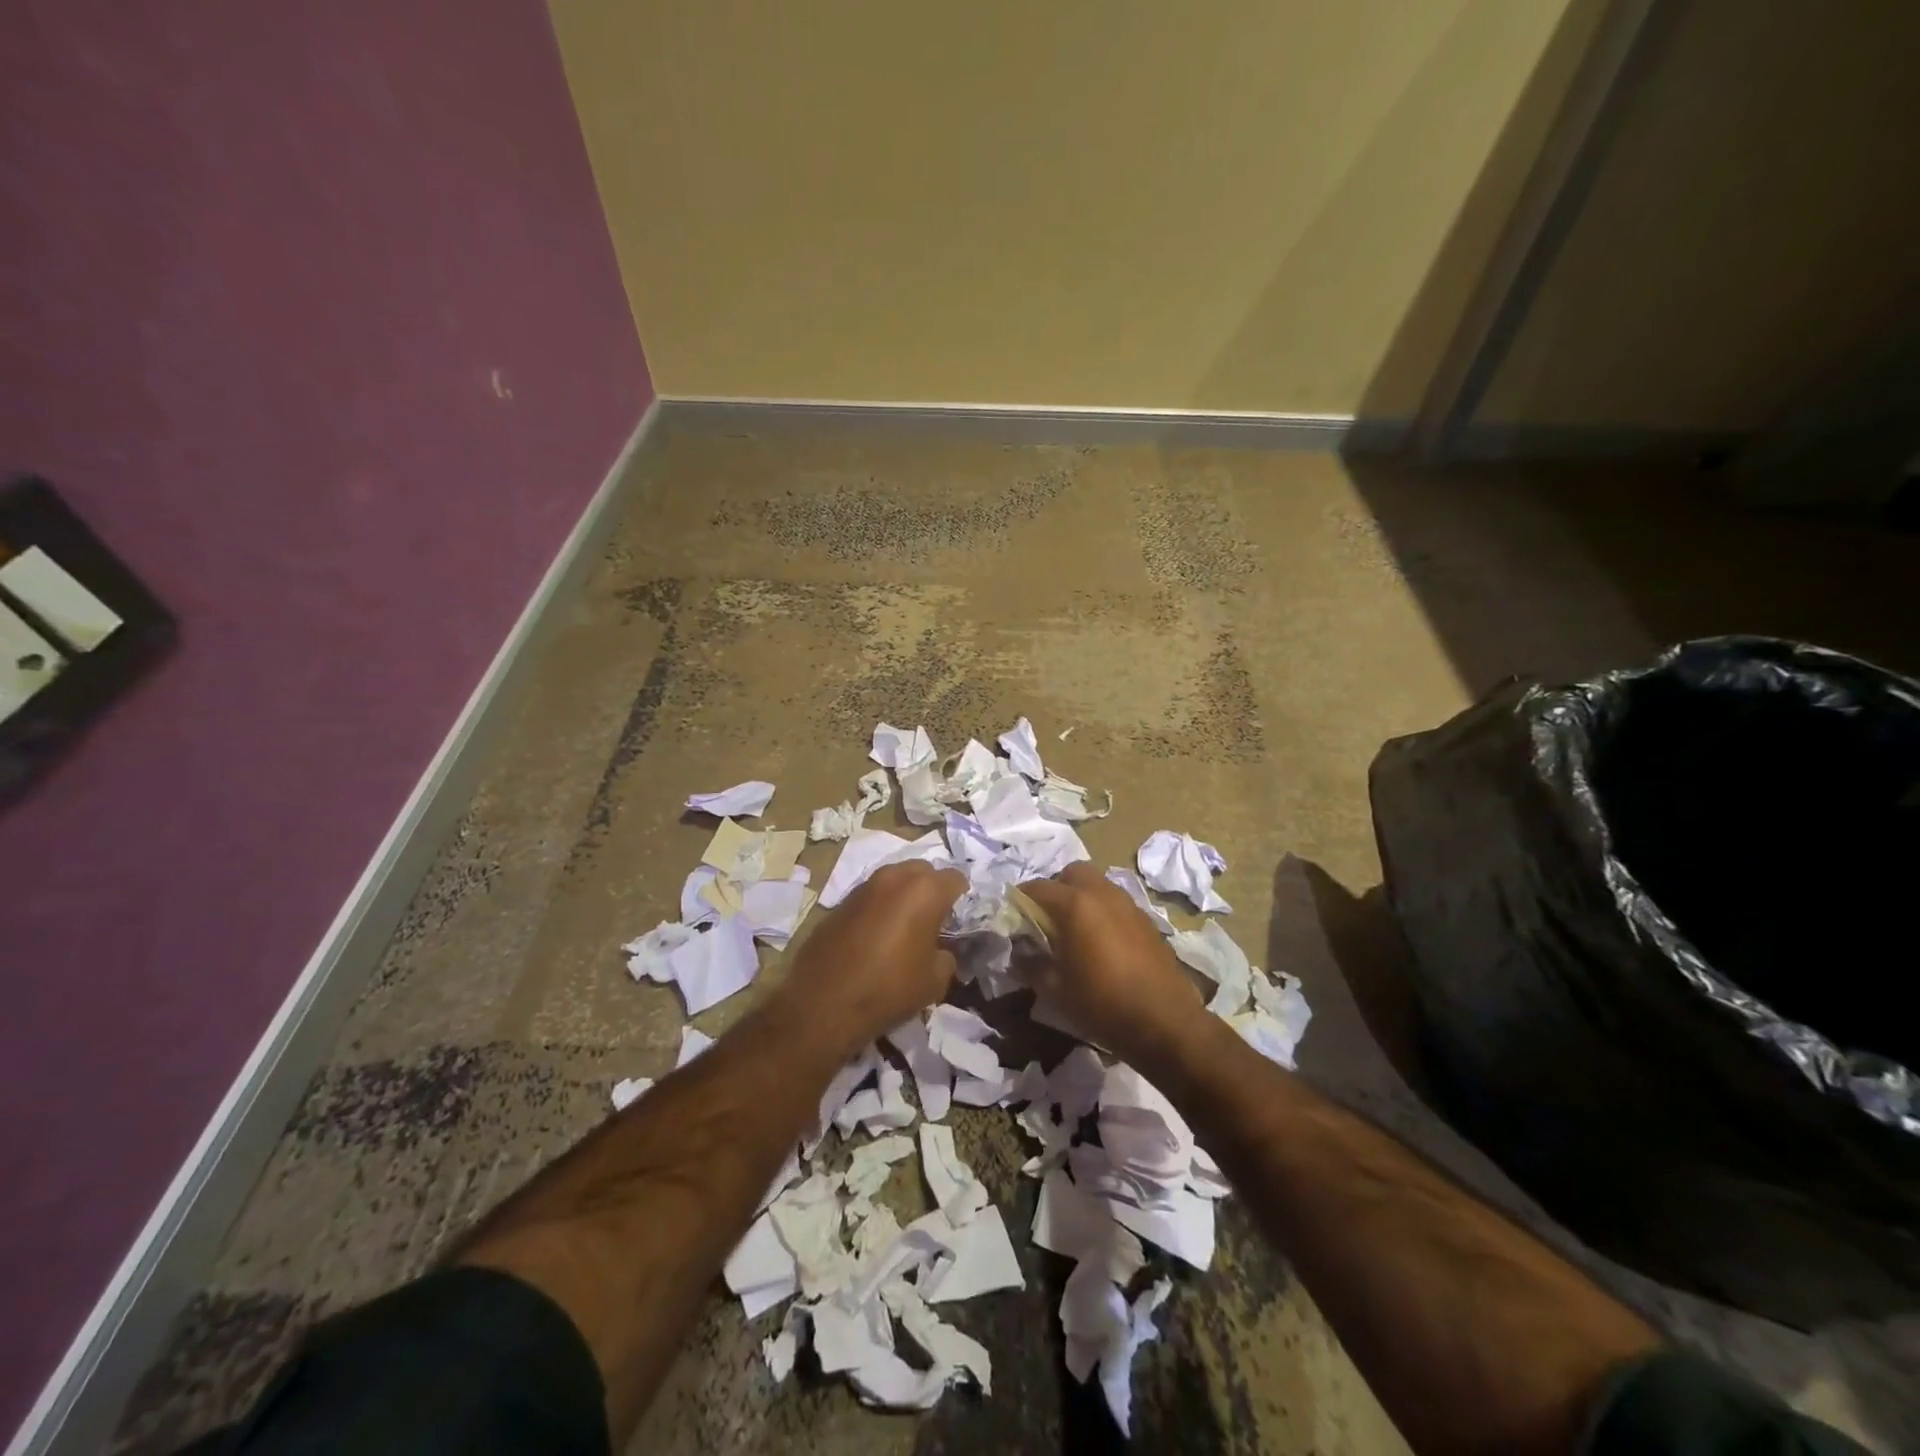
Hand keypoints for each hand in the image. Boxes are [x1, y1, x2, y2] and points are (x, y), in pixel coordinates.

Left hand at [778, 862, 965, 1057]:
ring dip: (904, 895)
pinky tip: (877, 934)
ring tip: (905, 925)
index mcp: (924, 890)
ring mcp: (864, 886)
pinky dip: (880, 906)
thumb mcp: (935, 980)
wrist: (823, 1003)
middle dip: (931, 888)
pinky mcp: (840, 901)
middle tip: (933, 918)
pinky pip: (871, 895)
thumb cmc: (889, 988)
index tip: (959, 918)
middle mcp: (894, 878)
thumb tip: (940, 950)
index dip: (962, 897)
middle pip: (923, 870)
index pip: (955, 878)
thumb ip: (946, 955)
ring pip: (894, 879)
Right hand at [1021, 863, 1207, 1070]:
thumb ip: (1031, 964)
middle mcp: (1102, 894)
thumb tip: (1019, 954)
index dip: (1020, 900)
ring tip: (1075, 930)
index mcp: (1075, 905)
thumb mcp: (1055, 989)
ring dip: (1081, 897)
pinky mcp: (1146, 919)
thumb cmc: (1102, 1003)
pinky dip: (1103, 911)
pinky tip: (1102, 942)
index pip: (1037, 887)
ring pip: (1097, 884)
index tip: (1014, 918)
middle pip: (1072, 873)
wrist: (1164, 1021)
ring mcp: (1128, 904)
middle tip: (1048, 918)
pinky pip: (1116, 903)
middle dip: (1056, 888)